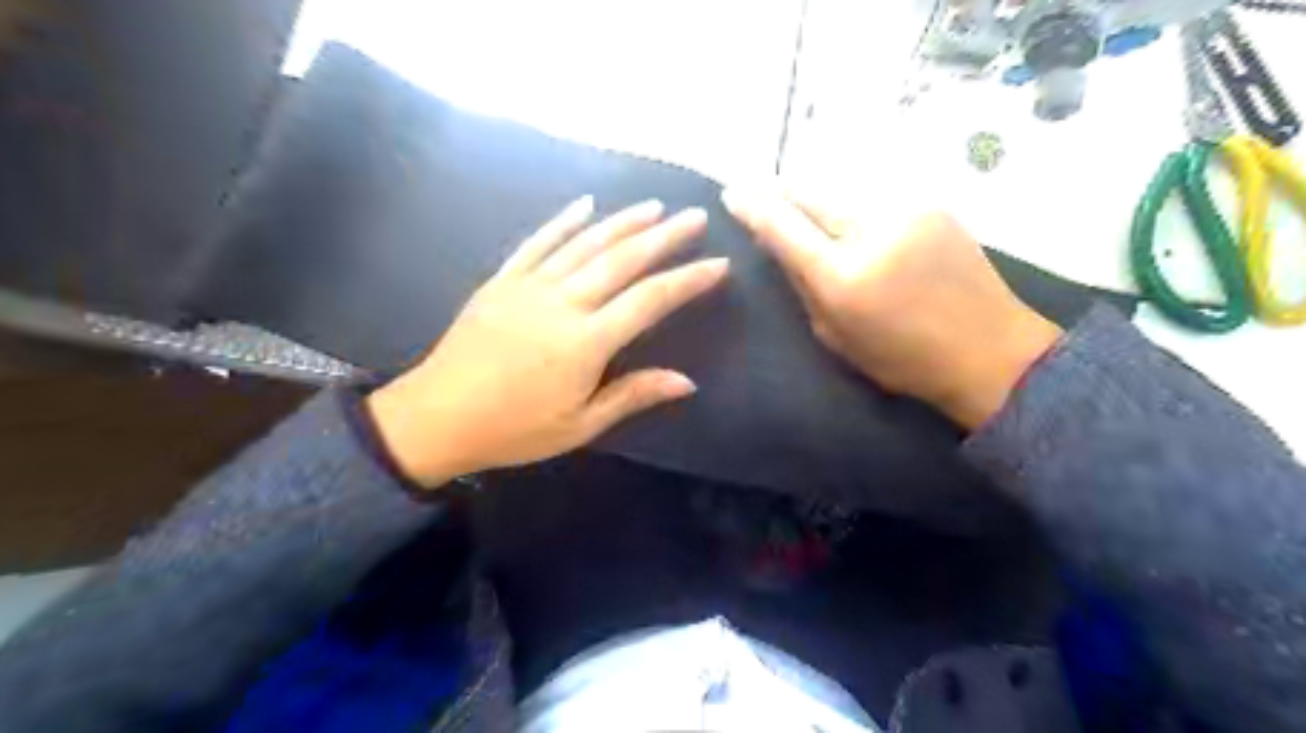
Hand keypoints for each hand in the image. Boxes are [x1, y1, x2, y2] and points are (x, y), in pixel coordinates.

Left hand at [374, 197, 730, 489]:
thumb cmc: (514, 429)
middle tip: (695, 217)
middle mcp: (562, 303)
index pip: (649, 301)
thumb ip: (632, 395)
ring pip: (585, 244)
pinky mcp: (502, 280)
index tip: (718, 264)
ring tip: (654, 206)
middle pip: (622, 260)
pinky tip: (586, 205)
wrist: (437, 417)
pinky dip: (563, 221)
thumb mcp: (579, 425)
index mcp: (585, 342)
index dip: (687, 280)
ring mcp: (529, 286)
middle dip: (664, 237)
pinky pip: (538, 242)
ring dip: (623, 222)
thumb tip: (686, 381)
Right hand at [725, 189, 1059, 428]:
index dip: (753, 205)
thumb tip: (779, 247)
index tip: (732, 193)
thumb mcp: (835, 336)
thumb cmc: (902, 359)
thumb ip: (803, 286)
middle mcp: (872, 230)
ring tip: (804, 208)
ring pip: (842, 191)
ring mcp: (907, 211)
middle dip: (782, 192)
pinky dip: (853, 206)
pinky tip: (852, 219)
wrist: (988, 350)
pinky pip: (874, 197)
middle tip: (762, 194)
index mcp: (843, 275)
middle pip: (811, 194)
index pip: (783, 225)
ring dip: (818, 199)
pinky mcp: (932, 205)